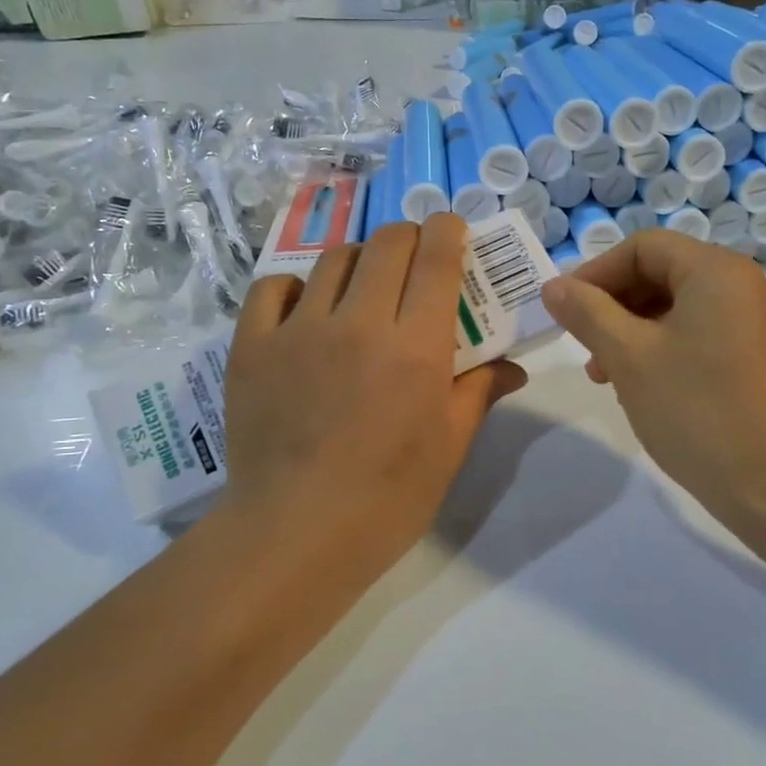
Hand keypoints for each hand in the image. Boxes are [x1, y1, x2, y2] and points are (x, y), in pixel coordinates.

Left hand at [218, 214, 525, 568]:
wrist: (295, 535)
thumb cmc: (388, 498)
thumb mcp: (448, 447)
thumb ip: (479, 392)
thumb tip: (513, 367)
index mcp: (417, 347)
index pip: (437, 257)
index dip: (448, 230)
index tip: (452, 231)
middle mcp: (360, 322)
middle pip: (387, 242)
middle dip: (408, 239)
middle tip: (413, 264)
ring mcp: (299, 330)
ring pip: (333, 259)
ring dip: (358, 261)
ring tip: (362, 289)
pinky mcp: (252, 346)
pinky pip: (273, 287)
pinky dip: (295, 287)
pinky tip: (306, 310)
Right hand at [539, 230, 765, 530]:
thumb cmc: (694, 409)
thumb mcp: (628, 356)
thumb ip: (586, 312)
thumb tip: (554, 287)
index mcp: (717, 271)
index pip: (643, 248)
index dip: (596, 272)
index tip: (564, 309)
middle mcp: (741, 285)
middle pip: (661, 273)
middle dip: (613, 305)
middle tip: (583, 346)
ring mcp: (752, 322)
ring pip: (676, 306)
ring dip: (631, 330)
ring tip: (604, 373)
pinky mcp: (753, 355)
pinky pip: (697, 332)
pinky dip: (660, 347)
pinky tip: (637, 384)